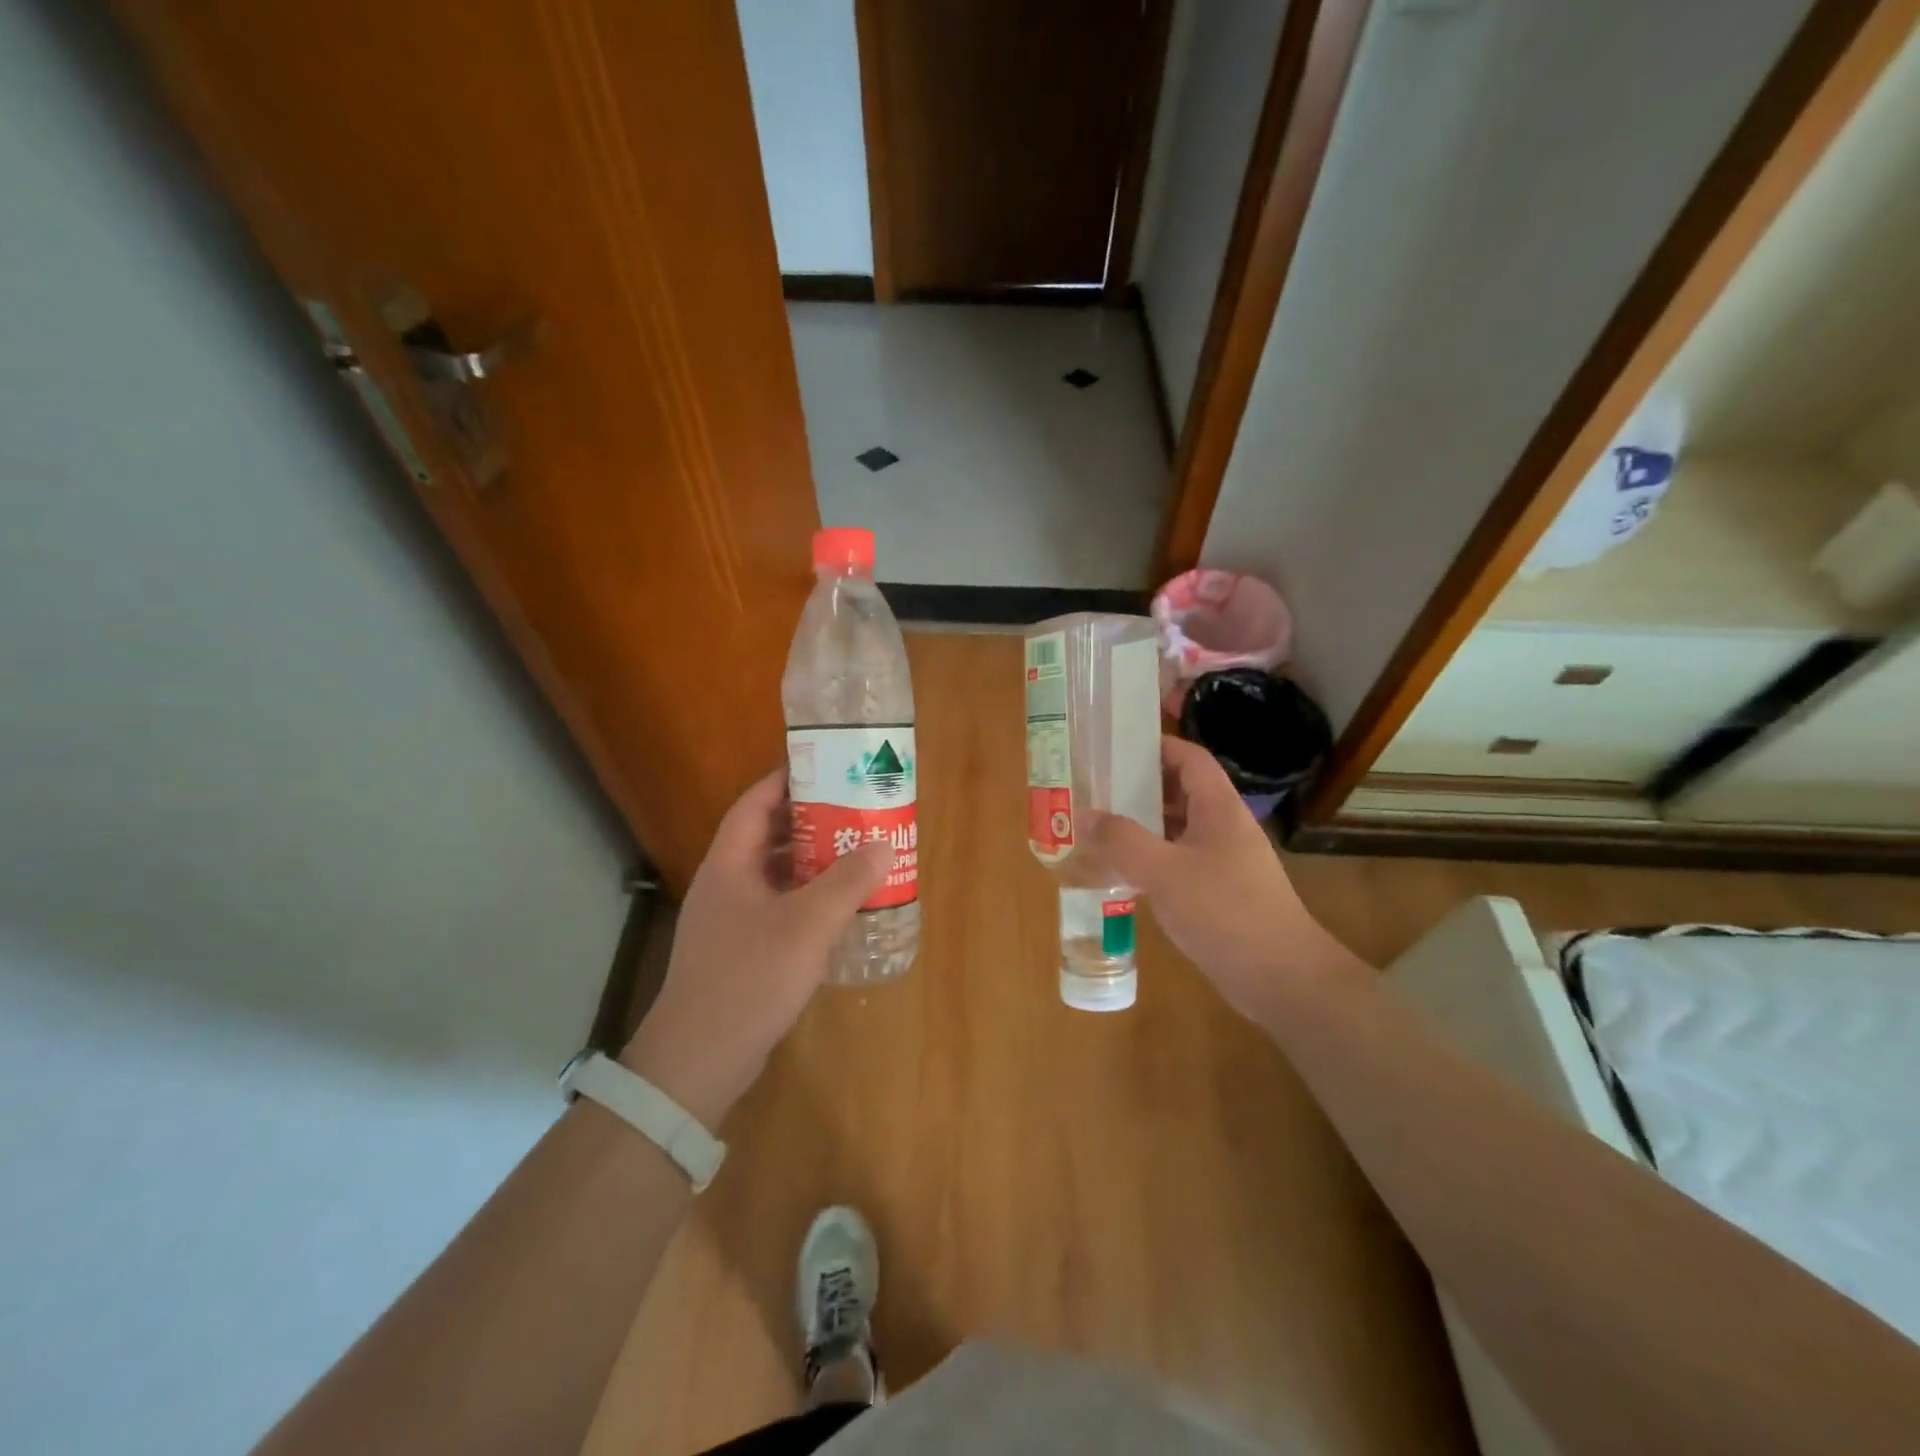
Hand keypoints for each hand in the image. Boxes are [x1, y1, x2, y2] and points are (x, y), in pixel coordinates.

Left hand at [621, 769, 890, 1127]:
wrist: (699, 1060)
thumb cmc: (749, 978)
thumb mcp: (807, 925)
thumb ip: (847, 882)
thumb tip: (882, 845)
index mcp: (730, 865)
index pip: (755, 803)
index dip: (786, 780)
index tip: (825, 767)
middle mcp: (726, 885)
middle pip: (767, 837)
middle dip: (810, 822)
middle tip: (855, 811)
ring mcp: (731, 920)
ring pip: (776, 876)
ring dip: (812, 864)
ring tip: (856, 854)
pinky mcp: (741, 951)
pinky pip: (779, 908)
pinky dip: (808, 900)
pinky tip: (840, 910)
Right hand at [1084, 737, 1363, 1022]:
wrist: (1281, 977)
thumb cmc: (1224, 912)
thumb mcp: (1164, 872)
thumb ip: (1122, 840)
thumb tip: (1085, 813)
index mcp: (1219, 809)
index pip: (1191, 758)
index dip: (1158, 745)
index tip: (1116, 746)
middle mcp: (1224, 827)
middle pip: (1182, 791)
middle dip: (1141, 786)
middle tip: (1098, 788)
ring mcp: (1225, 861)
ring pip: (1179, 828)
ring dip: (1144, 824)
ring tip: (1102, 826)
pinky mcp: (1221, 892)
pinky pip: (1181, 860)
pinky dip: (1153, 857)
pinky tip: (1125, 872)